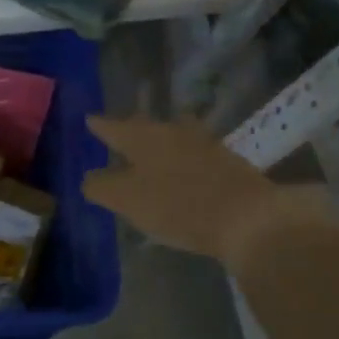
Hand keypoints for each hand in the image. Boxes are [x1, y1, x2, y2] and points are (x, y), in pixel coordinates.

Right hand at [83, 114, 298, 262]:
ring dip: (161, 142)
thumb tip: (90, 178)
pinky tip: (182, 173)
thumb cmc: (177, 205)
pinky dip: (183, 160)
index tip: (89, 120)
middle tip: (119, 134)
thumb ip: (101, 187)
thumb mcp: (126, 200)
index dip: (99, 125)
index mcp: (143, 136)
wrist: (249, 218)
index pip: (112, 126)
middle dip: (131, 130)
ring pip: (174, 136)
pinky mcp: (228, 162)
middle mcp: (172, 131)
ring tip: (152, 153)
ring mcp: (204, 144)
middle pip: (146, 126)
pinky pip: (195, 154)